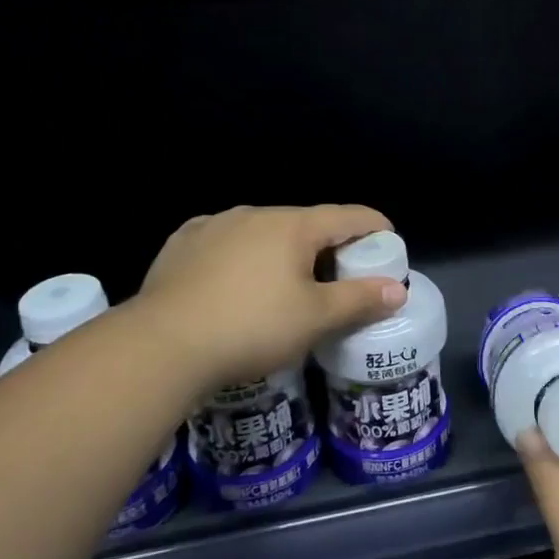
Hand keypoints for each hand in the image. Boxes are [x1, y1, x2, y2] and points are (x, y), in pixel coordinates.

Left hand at [135, 205, 405, 393]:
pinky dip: (243, 255)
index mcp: (293, 225)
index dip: (375, 227)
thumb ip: (359, 299)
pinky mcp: (182, 243)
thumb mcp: (315, 319)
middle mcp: (255, 213)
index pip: (348, 216)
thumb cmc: (252, 327)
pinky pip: (226, 241)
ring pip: (263, 231)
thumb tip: (397, 289)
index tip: (389, 243)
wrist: (162, 345)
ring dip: (283, 250)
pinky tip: (237, 280)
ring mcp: (214, 224)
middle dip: (328, 245)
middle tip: (339, 277)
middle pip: (306, 223)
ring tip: (285, 283)